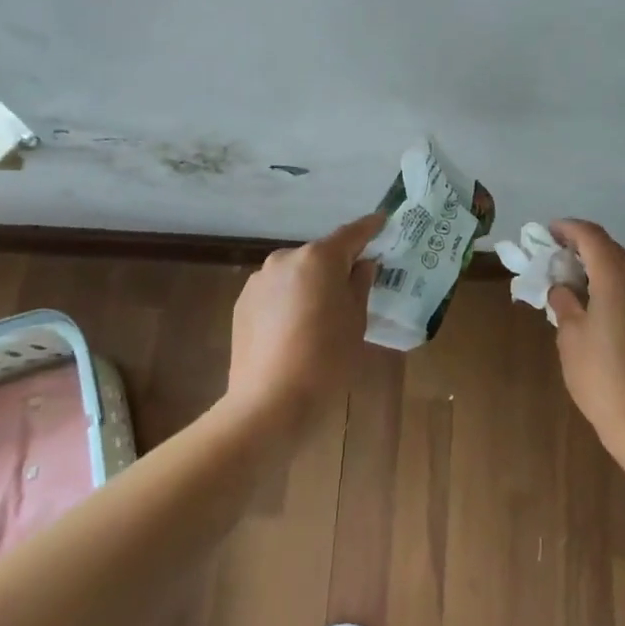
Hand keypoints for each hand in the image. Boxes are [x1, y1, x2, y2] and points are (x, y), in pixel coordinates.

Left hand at [221, 212, 384, 442]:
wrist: (268, 404)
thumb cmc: (326, 359)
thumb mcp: (356, 320)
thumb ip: (360, 284)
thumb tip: (361, 265)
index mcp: (319, 257)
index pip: (351, 233)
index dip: (369, 228)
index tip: (382, 221)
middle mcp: (286, 258)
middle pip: (320, 255)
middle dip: (336, 266)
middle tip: (352, 288)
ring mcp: (260, 280)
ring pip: (295, 273)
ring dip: (309, 284)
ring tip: (320, 316)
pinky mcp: (242, 303)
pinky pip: (275, 292)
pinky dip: (288, 301)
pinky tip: (294, 331)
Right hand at [547, 218, 624, 457]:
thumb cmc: (603, 377)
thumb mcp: (571, 338)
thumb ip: (565, 304)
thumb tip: (563, 288)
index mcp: (615, 275)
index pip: (591, 235)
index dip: (569, 228)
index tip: (550, 232)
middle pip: (614, 248)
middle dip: (588, 248)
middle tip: (564, 263)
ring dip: (609, 266)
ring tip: (586, 287)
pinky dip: (624, 286)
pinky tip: (609, 312)